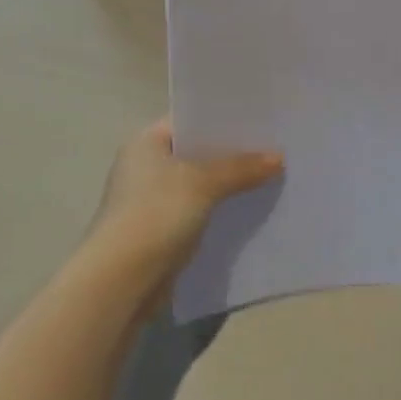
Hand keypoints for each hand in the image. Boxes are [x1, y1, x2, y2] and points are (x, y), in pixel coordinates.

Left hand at [77, 119, 282, 312]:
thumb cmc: (156, 214)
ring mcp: (151, 201)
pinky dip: (221, 211)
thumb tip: (278, 157)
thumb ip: (241, 167)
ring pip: (200, 184)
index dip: (223, 118)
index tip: (260, 120)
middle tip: (274, 148)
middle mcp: (145, 166)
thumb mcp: (203, 183)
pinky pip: (199, 212)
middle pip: (197, 152)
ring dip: (229, 185)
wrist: (121, 280)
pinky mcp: (161, 231)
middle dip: (232, 154)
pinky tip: (251, 210)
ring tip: (272, 177)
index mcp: (145, 143)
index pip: (189, 120)